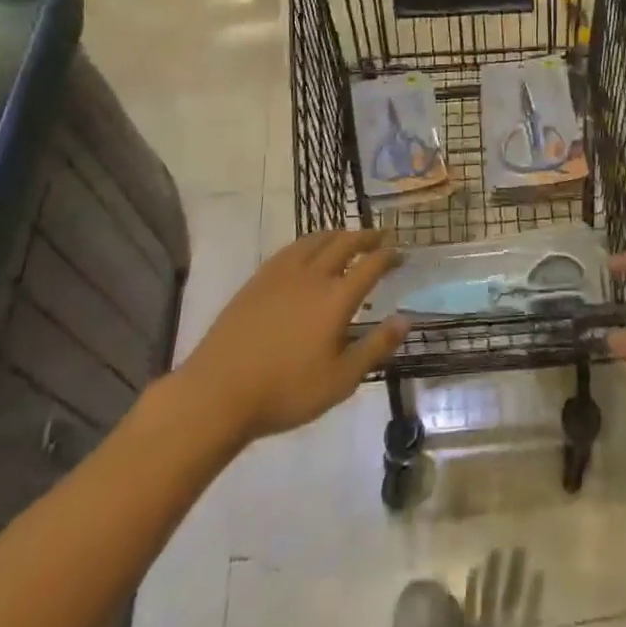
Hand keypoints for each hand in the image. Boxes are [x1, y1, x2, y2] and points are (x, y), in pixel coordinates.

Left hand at [178, 230, 407, 441]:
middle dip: (366, 237)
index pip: (371, 265)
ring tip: (346, 236)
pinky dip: (309, 242)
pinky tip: (307, 251)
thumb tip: (406, 320)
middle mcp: (313, 275)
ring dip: (337, 234)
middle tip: (379, 237)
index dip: (389, 256)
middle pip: (345, 243)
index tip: (400, 254)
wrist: (219, 392)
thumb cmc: (286, 391)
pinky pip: (291, 248)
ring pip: (316, 240)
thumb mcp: (341, 380)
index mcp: (337, 298)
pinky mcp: (258, 279)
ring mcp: (282, 273)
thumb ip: (376, 347)